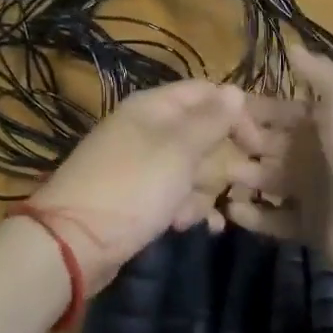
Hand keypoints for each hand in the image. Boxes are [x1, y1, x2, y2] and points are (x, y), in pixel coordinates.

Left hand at [28, 80, 245, 294]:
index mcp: (154, 107)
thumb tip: (235, 90)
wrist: (74, 242)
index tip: (258, 146)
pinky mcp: (137, 196)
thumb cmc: (132, 187)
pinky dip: (184, 208)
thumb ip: (210, 121)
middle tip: (231, 187)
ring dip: (200, 191)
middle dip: (219, 162)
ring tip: (189, 213)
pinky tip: (189, 226)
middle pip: (200, 132)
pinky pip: (173, 193)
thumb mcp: (178, 150)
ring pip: (191, 167)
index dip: (236, 113)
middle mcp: (148, 128)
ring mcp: (141, 163)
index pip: (206, 92)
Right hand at [225, 48, 332, 283]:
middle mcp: (311, 153)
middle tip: (200, 145)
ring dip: (238, 177)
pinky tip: (230, 209)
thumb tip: (290, 43)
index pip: (275, 110)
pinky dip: (253, 215)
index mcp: (319, 121)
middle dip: (235, 143)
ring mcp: (309, 192)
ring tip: (206, 176)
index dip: (248, 109)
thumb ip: (317, 71)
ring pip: (264, 181)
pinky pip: (274, 219)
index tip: (212, 107)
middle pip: (263, 145)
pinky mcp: (308, 228)